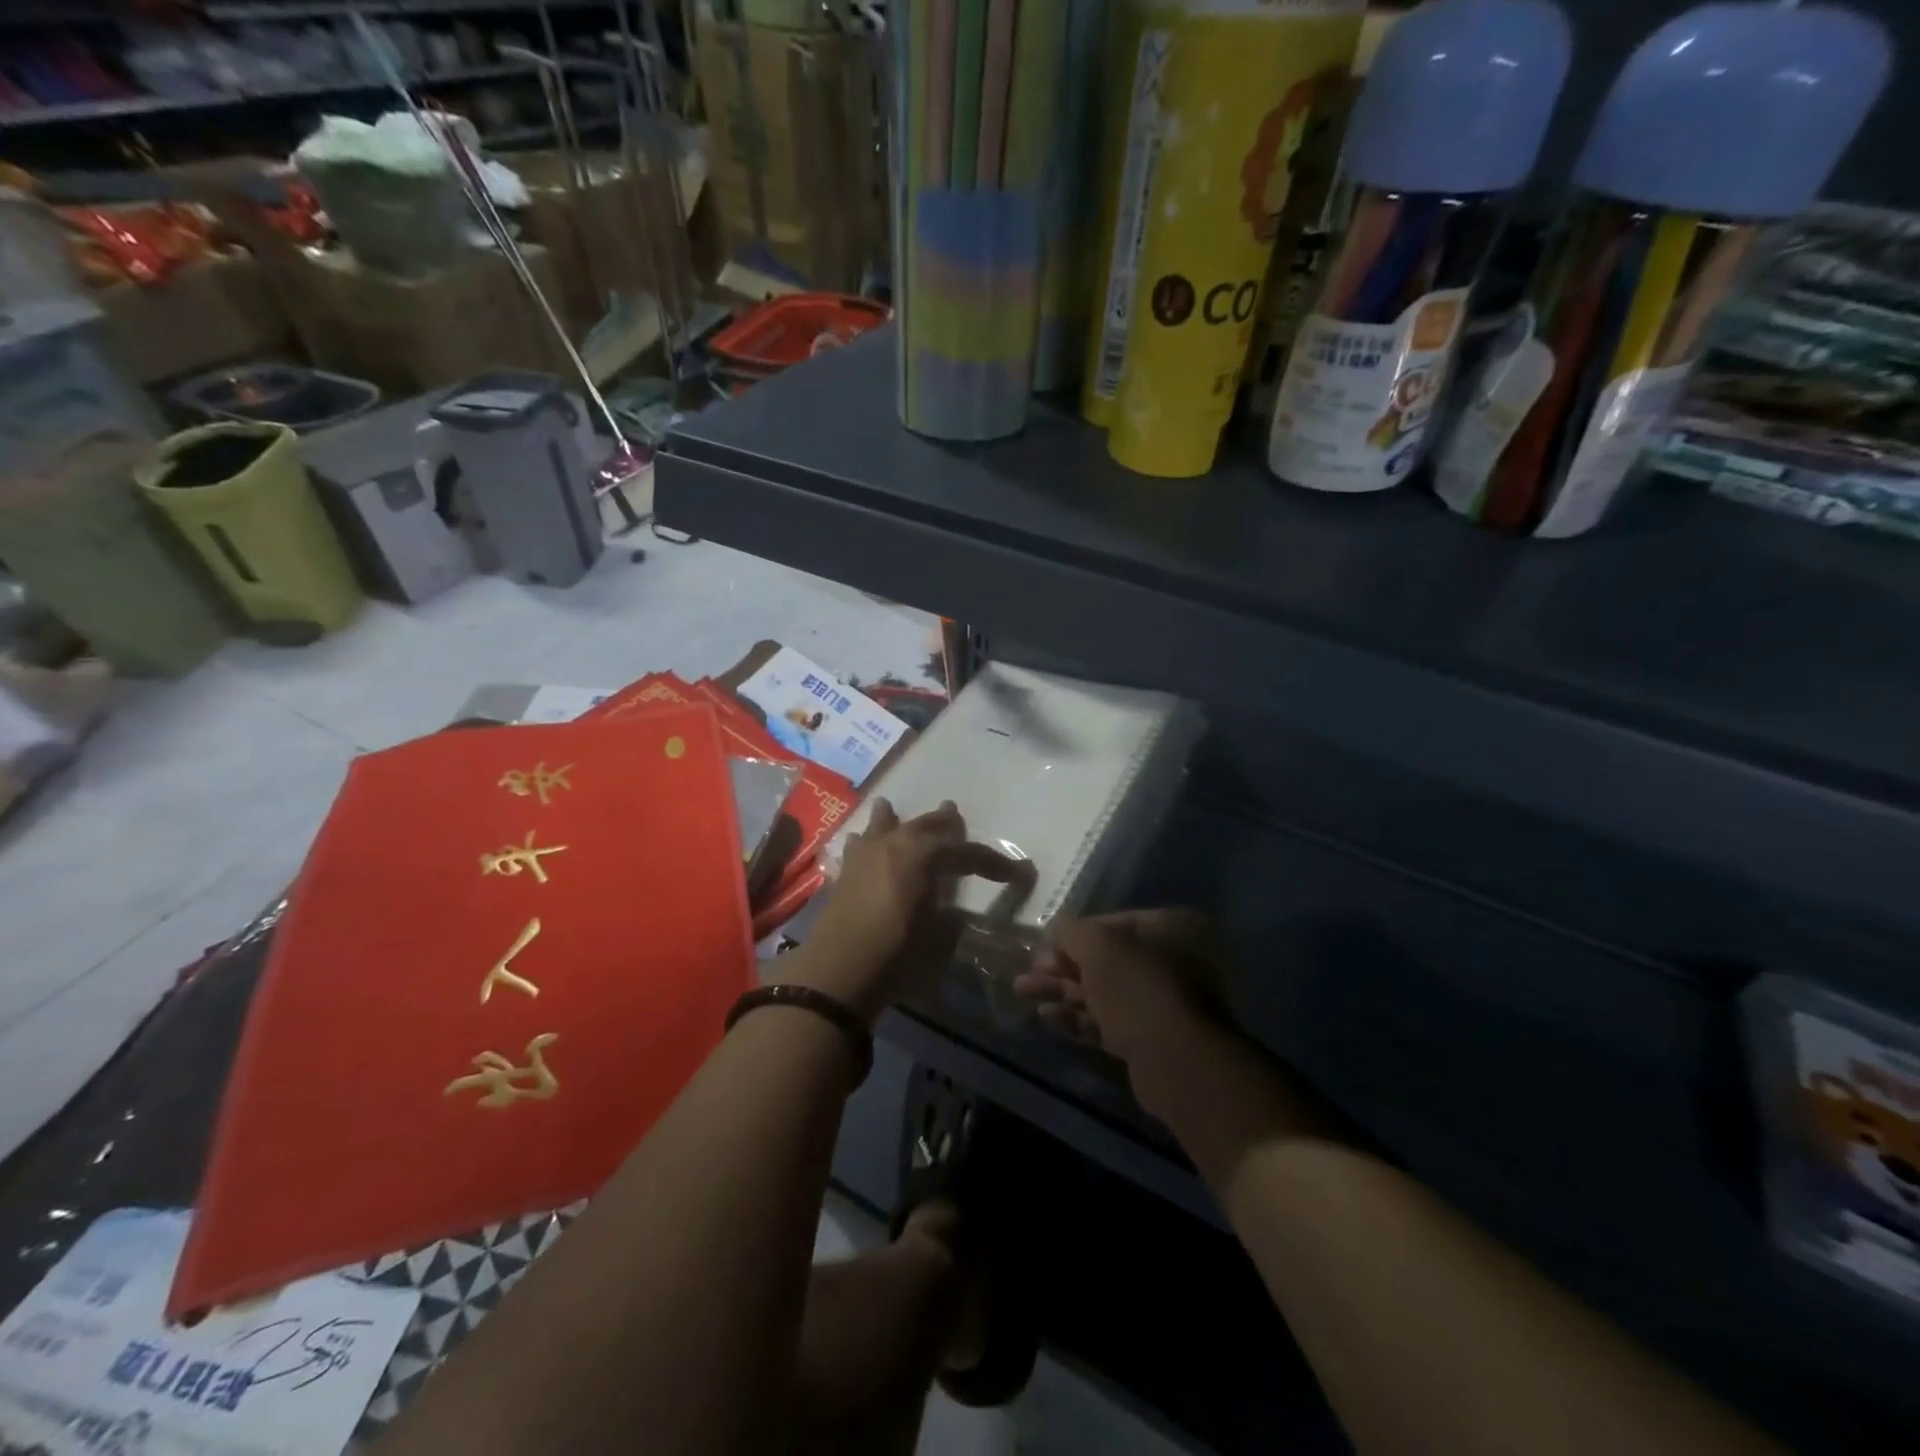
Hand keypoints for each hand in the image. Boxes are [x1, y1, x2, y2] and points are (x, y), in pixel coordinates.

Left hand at [794, 799, 1034, 1022]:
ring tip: (891, 806)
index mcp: (923, 855)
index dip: (993, 863)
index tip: (1016, 873)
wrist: (838, 971)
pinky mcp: (844, 873)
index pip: (966, 852)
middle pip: (924, 827)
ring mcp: (865, 856)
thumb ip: (949, 917)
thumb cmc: (897, 952)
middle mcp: (894, 844)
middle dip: (943, 823)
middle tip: (955, 814)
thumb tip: (952, 911)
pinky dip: (865, 841)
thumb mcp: (938, 937)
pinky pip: (858, 846)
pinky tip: (861, 840)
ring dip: (894, 819)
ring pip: (883, 826)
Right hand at [1015, 909, 1227, 1104]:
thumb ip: (1071, 932)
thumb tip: (1057, 931)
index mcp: (1170, 928)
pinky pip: (1111, 1021)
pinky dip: (1079, 1018)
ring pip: (1105, 992)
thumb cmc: (1138, 987)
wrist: (1178, 1062)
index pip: (1112, 923)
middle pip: (1106, 960)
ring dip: (1063, 992)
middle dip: (1062, 967)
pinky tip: (1046, 1019)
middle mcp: (1174, 960)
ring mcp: (1166, 1003)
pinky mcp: (1154, 1039)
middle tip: (1027, 974)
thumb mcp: (1096, 946)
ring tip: (1023, 993)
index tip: (1043, 947)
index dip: (1073, 934)